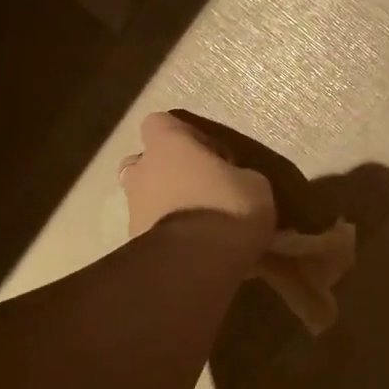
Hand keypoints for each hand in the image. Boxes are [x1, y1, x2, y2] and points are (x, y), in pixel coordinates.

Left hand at [119, 111, 277, 263]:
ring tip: (201, 225)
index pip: (160, 122)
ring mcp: (133, 210)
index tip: (212, 155)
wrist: (194, 265)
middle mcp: (143, 171)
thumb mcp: (255, 185)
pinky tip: (195, 250)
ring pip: (146, 199)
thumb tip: (236, 184)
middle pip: (144, 162)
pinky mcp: (134, 244)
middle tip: (199, 188)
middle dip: (168, 172)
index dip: (186, 135)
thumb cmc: (227, 208)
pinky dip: (170, 236)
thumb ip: (238, 176)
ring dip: (168, 206)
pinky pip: (153, 231)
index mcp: (168, 146)